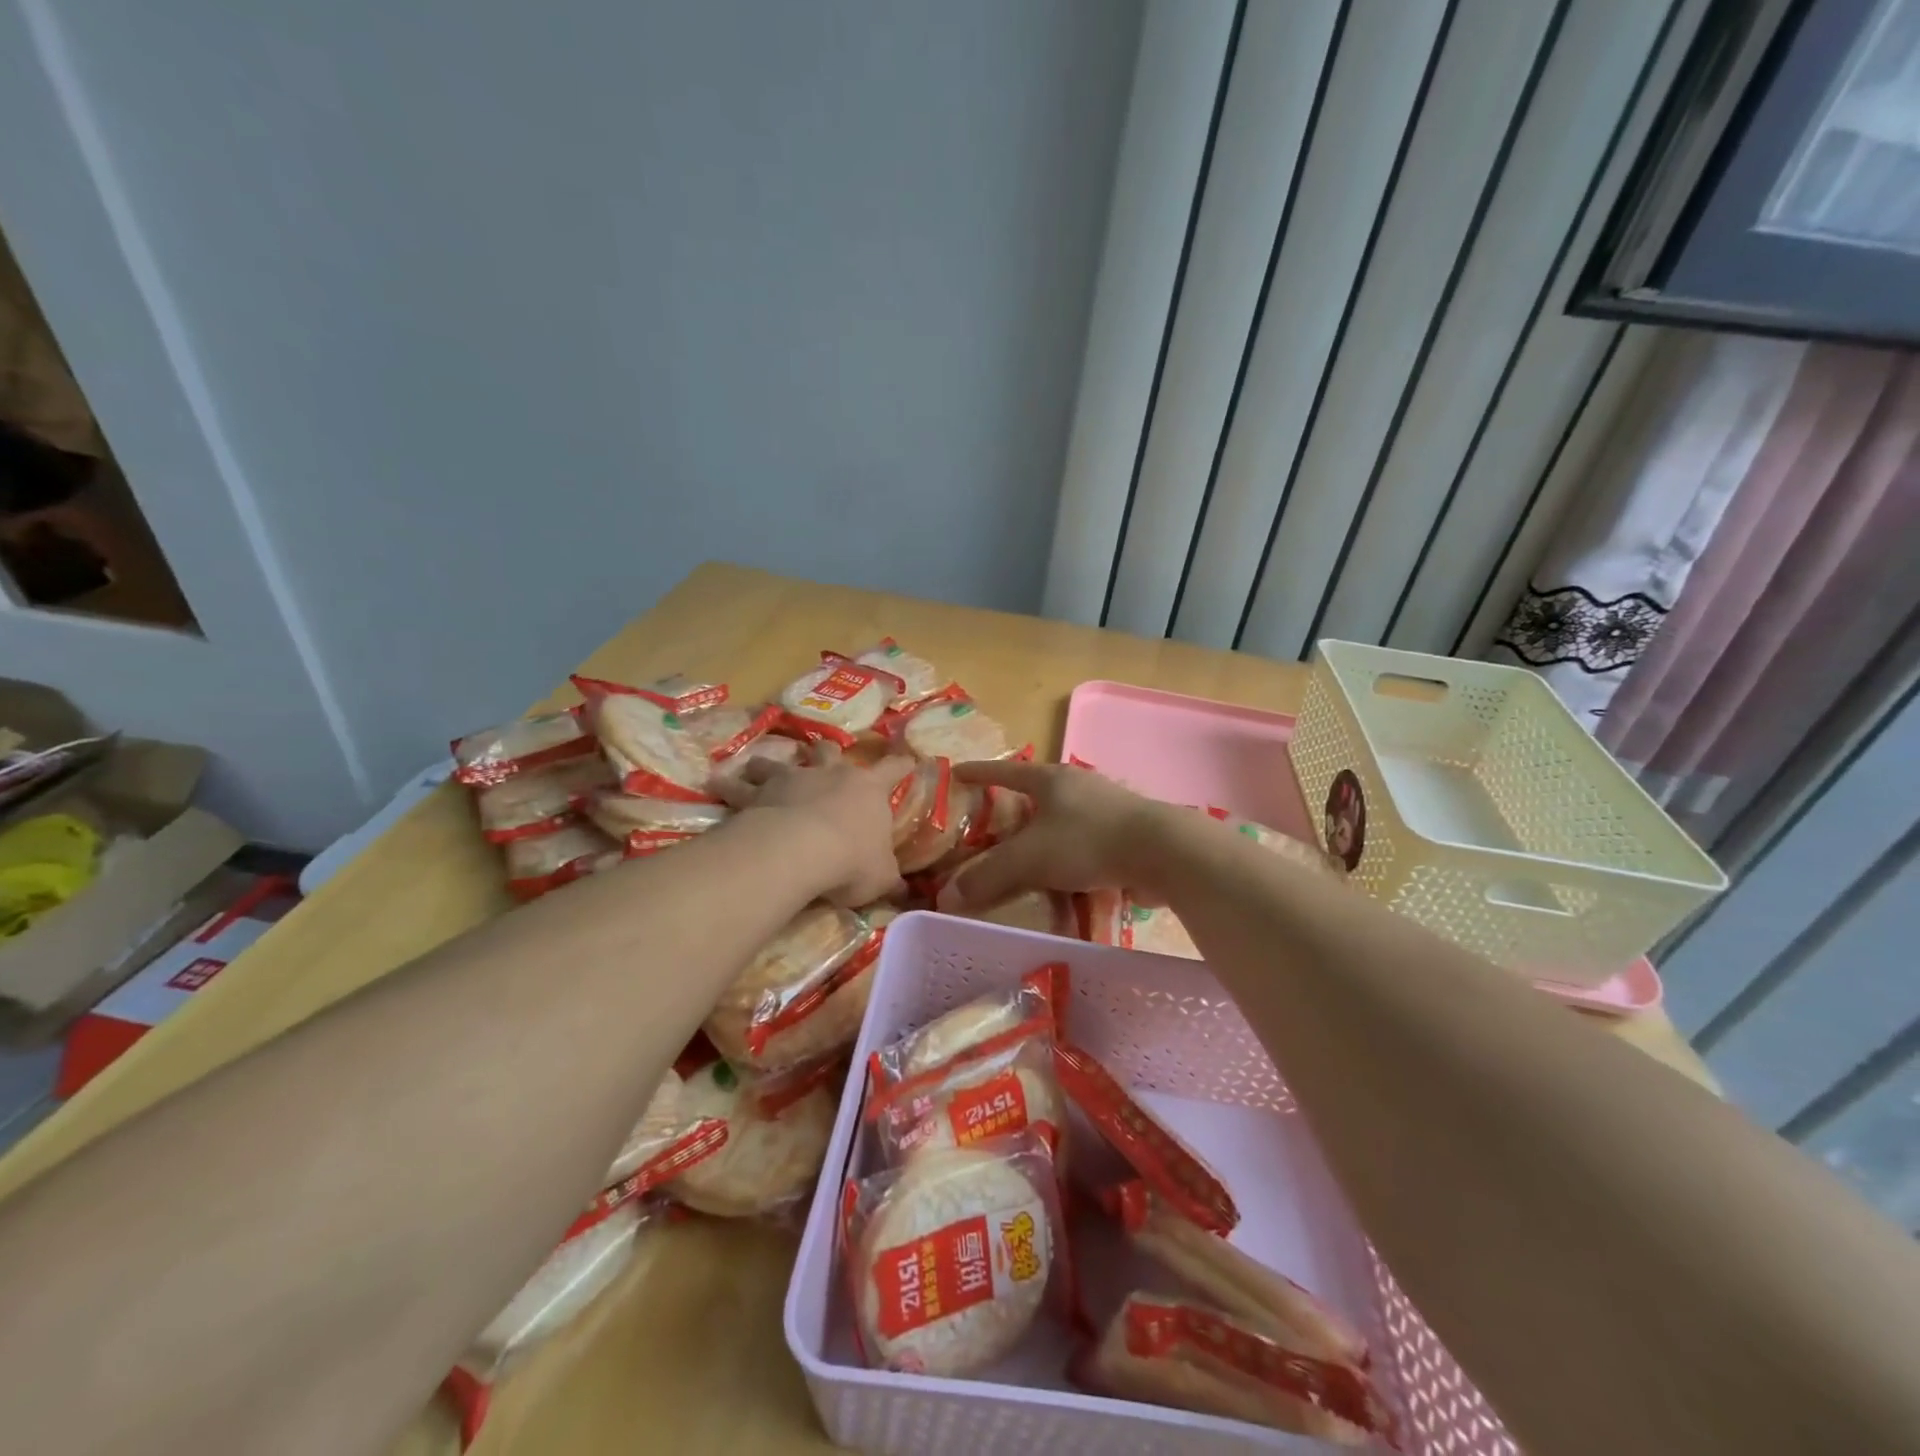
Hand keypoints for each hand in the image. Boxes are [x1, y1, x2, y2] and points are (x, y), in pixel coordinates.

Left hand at [714, 743, 903, 906]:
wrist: (801, 850)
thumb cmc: (851, 860)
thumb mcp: (881, 877)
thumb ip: (891, 879)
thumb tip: (907, 893)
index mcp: (868, 790)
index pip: (893, 769)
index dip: (901, 764)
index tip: (908, 757)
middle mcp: (831, 774)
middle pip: (830, 751)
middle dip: (828, 750)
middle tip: (824, 750)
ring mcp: (793, 779)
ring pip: (780, 762)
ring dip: (770, 763)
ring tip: (758, 764)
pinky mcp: (759, 792)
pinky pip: (739, 786)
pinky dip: (727, 783)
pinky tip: (714, 781)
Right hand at [935, 760, 1176, 912]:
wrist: (1163, 852)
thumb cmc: (1088, 841)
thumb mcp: (1029, 859)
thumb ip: (988, 877)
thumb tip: (946, 897)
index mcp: (1051, 779)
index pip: (1005, 771)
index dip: (979, 773)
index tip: (957, 773)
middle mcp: (1078, 785)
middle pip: (1037, 792)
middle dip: (1014, 805)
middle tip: (991, 823)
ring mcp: (1107, 807)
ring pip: (1064, 818)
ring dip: (1045, 833)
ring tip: (1026, 854)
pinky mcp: (1127, 833)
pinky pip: (1087, 841)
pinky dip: (1070, 855)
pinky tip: (1064, 876)